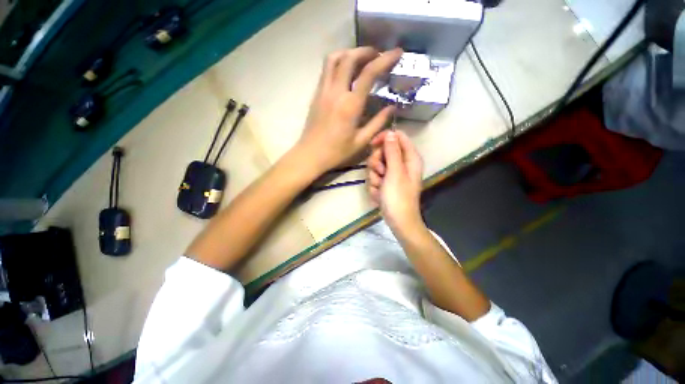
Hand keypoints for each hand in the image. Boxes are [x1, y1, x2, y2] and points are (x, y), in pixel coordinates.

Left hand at [296, 47, 402, 174]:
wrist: (310, 154)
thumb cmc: (337, 152)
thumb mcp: (361, 142)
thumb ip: (378, 123)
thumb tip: (392, 108)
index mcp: (350, 105)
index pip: (369, 73)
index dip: (385, 59)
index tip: (397, 53)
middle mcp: (336, 92)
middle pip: (349, 58)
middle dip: (366, 51)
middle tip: (377, 55)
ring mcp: (323, 91)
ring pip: (333, 59)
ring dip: (348, 53)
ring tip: (360, 59)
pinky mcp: (316, 94)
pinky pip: (326, 70)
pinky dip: (337, 63)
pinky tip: (345, 73)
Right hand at [367, 130, 423, 233]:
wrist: (398, 221)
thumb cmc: (398, 197)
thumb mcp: (395, 172)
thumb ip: (392, 151)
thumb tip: (391, 132)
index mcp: (410, 158)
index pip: (397, 137)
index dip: (384, 138)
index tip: (373, 145)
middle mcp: (402, 163)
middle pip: (383, 151)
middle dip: (377, 162)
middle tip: (380, 173)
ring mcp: (393, 174)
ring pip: (376, 165)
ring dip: (374, 177)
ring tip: (380, 187)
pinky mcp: (386, 182)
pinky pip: (375, 177)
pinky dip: (374, 186)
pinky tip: (379, 194)